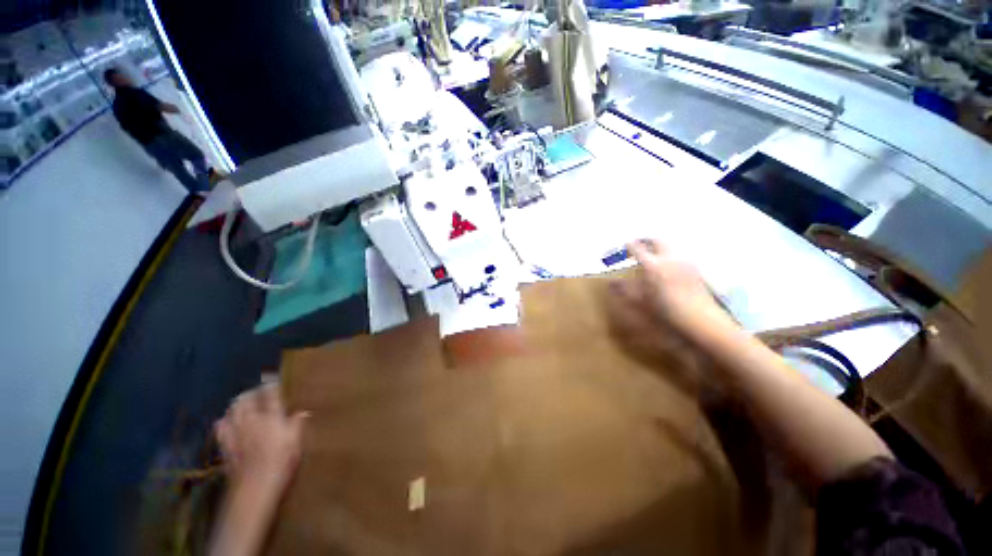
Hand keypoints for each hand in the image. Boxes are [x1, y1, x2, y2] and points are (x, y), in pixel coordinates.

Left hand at [214, 383, 307, 490]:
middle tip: (259, 392)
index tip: (275, 379)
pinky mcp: (225, 446)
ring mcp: (235, 433)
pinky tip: (226, 422)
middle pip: (245, 399)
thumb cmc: (281, 463)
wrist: (254, 489)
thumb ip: (297, 424)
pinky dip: (224, 421)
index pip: (270, 394)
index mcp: (271, 417)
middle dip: (251, 392)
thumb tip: (301, 411)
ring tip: (244, 404)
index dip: (272, 384)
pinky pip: (221, 428)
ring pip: (231, 410)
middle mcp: (251, 420)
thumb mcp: (297, 443)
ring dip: (237, 404)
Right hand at [611, 239, 731, 336]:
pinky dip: (669, 256)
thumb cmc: (665, 310)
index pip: (637, 249)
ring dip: (658, 248)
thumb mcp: (640, 301)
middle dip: (646, 240)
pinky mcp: (695, 269)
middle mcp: (669, 259)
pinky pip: (679, 256)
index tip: (625, 245)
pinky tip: (668, 267)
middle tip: (638, 244)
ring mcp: (684, 262)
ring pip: (669, 247)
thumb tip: (611, 282)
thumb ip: (625, 289)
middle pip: (657, 241)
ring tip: (652, 256)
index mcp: (653, 265)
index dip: (629, 246)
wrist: (700, 319)